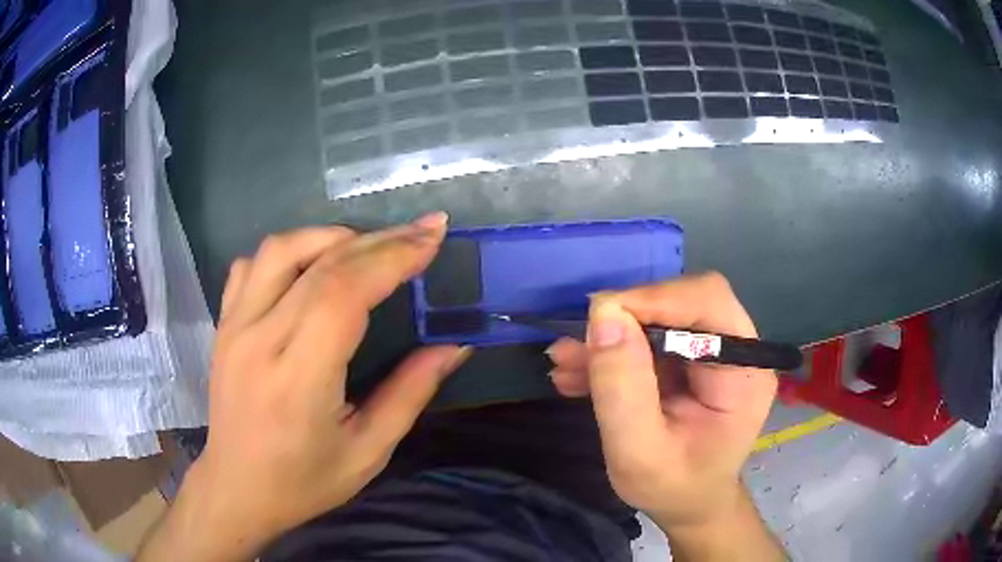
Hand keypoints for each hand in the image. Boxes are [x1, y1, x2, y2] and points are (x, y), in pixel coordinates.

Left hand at [140, 213, 469, 561]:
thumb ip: (410, 393)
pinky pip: (252, 265)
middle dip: (380, 240)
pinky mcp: (223, 324)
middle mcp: (259, 340)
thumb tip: (453, 346)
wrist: (236, 489)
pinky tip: (311, 266)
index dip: (392, 258)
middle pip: (321, 264)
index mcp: (298, 380)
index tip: (432, 238)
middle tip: (422, 231)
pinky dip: (289, 252)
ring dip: (331, 237)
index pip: (344, 294)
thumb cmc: (304, 482)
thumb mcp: (368, 452)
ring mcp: (234, 327)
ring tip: (368, 248)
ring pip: (281, 249)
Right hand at [547, 273, 776, 529]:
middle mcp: (737, 351)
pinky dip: (614, 351)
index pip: (709, 302)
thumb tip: (603, 315)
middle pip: (684, 303)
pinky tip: (578, 373)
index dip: (655, 299)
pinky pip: (651, 340)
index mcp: (743, 372)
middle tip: (579, 346)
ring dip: (612, 337)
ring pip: (662, 318)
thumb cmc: (672, 488)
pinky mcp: (692, 362)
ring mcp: (714, 354)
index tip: (600, 319)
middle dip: (627, 319)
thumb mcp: (638, 453)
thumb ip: (622, 389)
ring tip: (565, 362)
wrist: (687, 505)